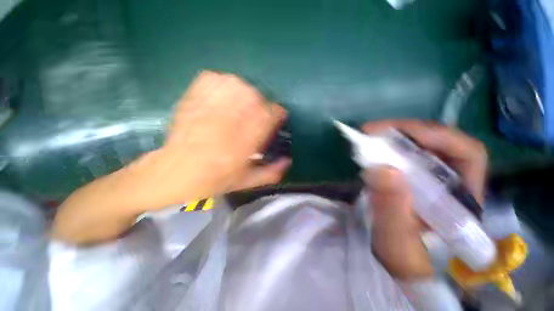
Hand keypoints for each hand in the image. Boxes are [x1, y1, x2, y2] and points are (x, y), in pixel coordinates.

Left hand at [129, 71, 290, 207]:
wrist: (174, 173)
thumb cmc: (213, 180)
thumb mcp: (246, 181)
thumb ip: (270, 173)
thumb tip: (288, 161)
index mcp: (244, 141)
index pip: (270, 115)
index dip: (277, 114)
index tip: (277, 117)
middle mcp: (230, 121)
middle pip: (255, 97)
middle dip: (263, 104)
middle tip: (259, 113)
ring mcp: (210, 107)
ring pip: (238, 85)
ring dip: (246, 92)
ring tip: (244, 103)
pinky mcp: (193, 98)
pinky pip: (213, 79)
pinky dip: (223, 82)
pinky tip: (225, 94)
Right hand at [361, 120, 487, 279]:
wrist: (396, 259)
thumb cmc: (401, 255)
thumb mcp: (394, 240)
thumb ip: (391, 209)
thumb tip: (382, 168)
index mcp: (462, 199)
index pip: (468, 153)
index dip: (438, 137)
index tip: (400, 135)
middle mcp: (452, 181)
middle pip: (440, 141)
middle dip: (406, 132)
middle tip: (371, 131)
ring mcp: (431, 176)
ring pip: (421, 144)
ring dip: (394, 137)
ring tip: (368, 137)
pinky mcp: (412, 176)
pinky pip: (404, 152)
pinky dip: (387, 146)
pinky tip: (372, 149)